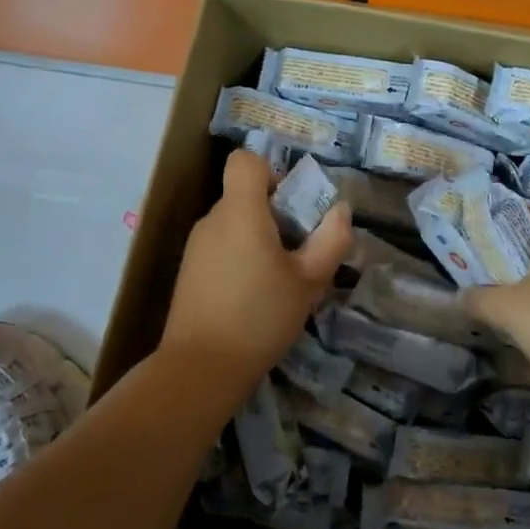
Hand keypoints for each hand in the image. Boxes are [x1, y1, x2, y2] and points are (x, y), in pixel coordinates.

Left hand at [160, 150, 351, 397]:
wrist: (201, 367)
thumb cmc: (260, 317)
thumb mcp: (310, 281)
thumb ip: (331, 240)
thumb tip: (340, 210)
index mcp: (240, 212)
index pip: (245, 161)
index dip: (271, 172)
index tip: (292, 206)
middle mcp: (212, 220)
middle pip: (244, 196)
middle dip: (276, 215)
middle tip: (300, 254)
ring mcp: (196, 247)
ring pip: (235, 225)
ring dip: (260, 241)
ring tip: (280, 282)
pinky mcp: (189, 272)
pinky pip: (222, 248)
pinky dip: (241, 260)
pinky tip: (254, 299)